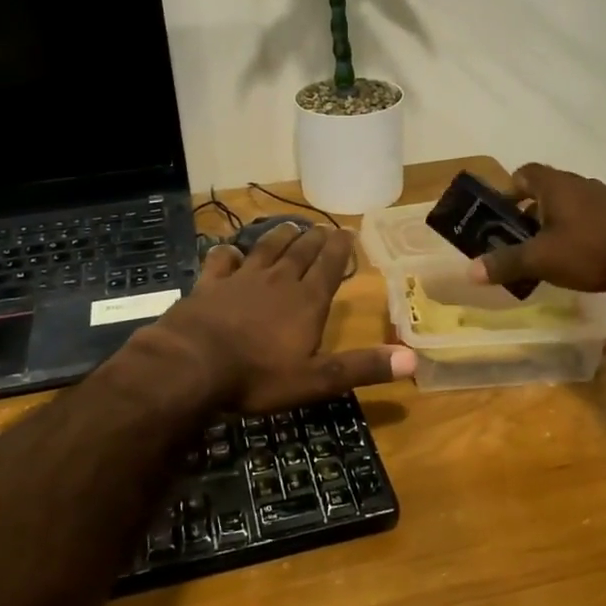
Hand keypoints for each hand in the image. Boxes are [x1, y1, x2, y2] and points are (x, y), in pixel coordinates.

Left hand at [150, 223, 416, 412]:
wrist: (192, 364)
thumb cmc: (258, 376)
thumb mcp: (316, 380)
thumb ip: (361, 367)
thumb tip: (413, 360)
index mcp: (307, 301)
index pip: (329, 266)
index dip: (340, 248)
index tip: (347, 231)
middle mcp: (278, 281)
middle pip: (301, 253)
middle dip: (315, 239)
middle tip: (323, 227)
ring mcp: (241, 279)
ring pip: (266, 250)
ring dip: (280, 236)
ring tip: (290, 226)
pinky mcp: (209, 284)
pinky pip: (221, 260)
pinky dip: (228, 252)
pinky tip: (230, 250)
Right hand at [470, 164, 605, 293]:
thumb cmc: (589, 250)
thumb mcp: (541, 260)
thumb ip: (505, 263)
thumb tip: (469, 272)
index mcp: (556, 185)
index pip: (524, 173)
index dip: (509, 190)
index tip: (502, 215)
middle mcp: (580, 184)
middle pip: (547, 191)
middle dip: (531, 213)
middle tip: (521, 241)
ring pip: (571, 205)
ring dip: (557, 224)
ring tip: (551, 253)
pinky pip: (593, 218)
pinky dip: (581, 232)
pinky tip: (582, 258)